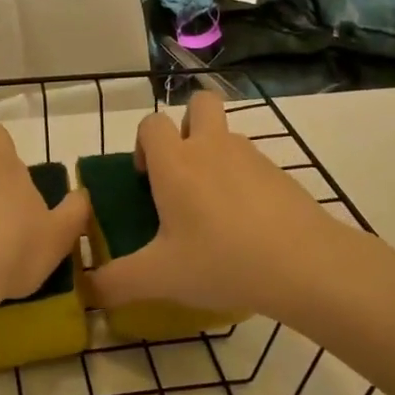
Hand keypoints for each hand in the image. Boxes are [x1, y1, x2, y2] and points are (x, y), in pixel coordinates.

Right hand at [89, 92, 362, 323]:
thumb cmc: (222, 261)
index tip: (146, 179)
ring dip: (215, 155)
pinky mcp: (280, 174)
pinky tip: (247, 226)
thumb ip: (117, 282)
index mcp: (176, 163)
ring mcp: (251, 156)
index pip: (151, 123)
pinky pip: (252, 163)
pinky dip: (243, 181)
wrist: (304, 264)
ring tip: (215, 210)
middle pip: (199, 103)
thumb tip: (90, 291)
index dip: (143, 143)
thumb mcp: (161, 278)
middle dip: (187, 124)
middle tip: (182, 171)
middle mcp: (212, 147)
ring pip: (227, 135)